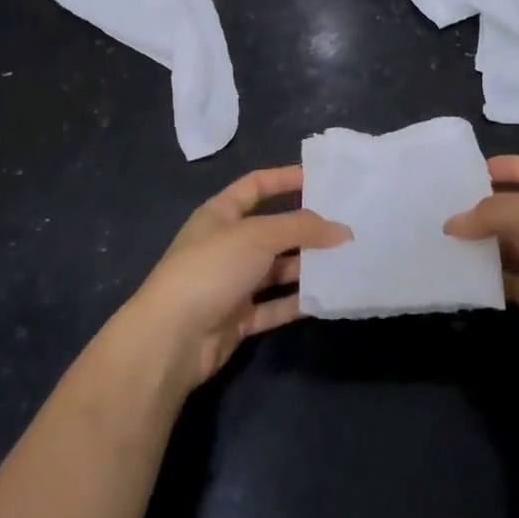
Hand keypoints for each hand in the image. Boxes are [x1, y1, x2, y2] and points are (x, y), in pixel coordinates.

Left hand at [124, 166, 350, 392]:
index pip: (256, 185)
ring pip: (276, 269)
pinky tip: (328, 296)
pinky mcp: (238, 318)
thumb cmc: (212, 268)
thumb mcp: (259, 235)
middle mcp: (226, 245)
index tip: (321, 180)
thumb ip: (302, 228)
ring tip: (346, 260)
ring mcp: (231, 283)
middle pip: (272, 230)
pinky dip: (298, 301)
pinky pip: (275, 305)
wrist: (172, 339)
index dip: (285, 179)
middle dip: (305, 228)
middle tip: (346, 225)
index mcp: (220, 214)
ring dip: (307, 266)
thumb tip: (343, 230)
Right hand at [446, 155, 518, 375]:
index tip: (467, 173)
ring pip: (508, 243)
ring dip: (481, 243)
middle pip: (516, 206)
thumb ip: (497, 213)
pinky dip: (488, 276)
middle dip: (484, 207)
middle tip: (444, 208)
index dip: (505, 166)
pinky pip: (509, 278)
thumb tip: (454, 222)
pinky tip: (461, 273)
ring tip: (445, 240)